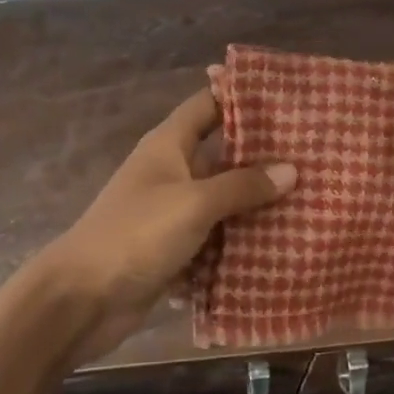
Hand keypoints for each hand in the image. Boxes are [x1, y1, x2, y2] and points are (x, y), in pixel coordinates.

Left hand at [34, 87, 296, 363]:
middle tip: (311, 153)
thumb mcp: (194, 203)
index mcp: (168, 145)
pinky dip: (240, 238)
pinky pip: (215, 236)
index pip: (208, 105)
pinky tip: (279, 241)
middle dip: (261, 155)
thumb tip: (291, 170)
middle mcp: (171, 171)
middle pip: (221, 153)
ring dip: (255, 200)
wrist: (82, 298)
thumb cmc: (137, 233)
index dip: (240, 96)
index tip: (285, 95)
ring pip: (222, 198)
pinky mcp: (174, 248)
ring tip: (308, 196)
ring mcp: (171, 212)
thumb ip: (242, 185)